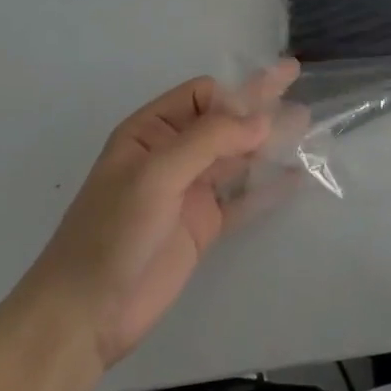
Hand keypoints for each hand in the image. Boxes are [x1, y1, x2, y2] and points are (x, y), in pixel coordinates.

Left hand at [25, 61, 299, 369]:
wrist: (85, 315)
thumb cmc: (112, 231)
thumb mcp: (156, 174)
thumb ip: (210, 140)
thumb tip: (262, 118)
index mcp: (151, 132)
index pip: (202, 96)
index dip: (233, 97)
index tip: (262, 110)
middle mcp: (173, 155)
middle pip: (224, 120)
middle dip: (258, 101)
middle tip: (295, 75)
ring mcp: (189, 191)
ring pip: (237, 156)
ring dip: (268, 140)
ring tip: (305, 124)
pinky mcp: (203, 226)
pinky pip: (242, 198)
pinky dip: (268, 187)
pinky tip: (295, 177)